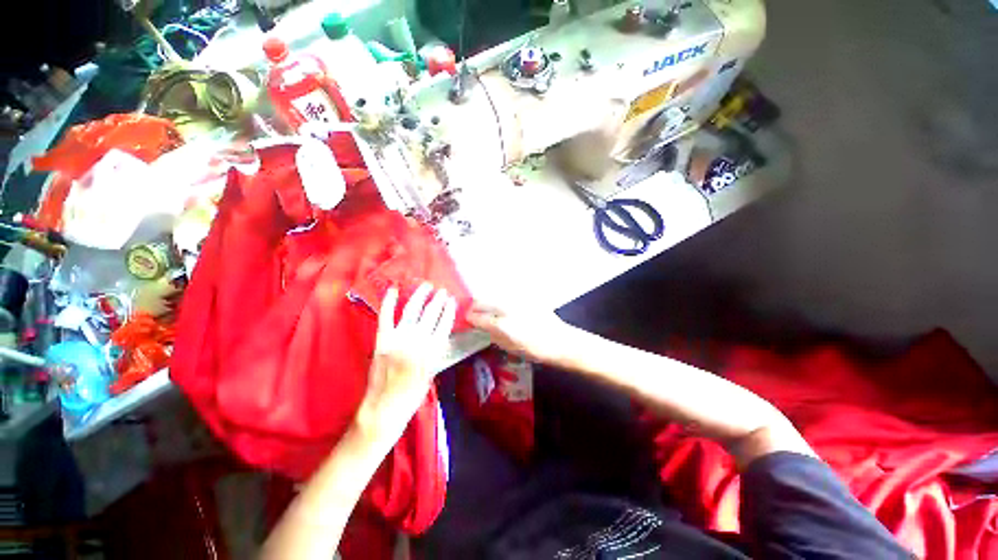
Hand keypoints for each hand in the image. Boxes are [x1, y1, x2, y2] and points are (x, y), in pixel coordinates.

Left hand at [355, 283, 456, 444]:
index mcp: (432, 351)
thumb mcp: (432, 374)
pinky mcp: (382, 340)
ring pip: (412, 311)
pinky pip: (386, 317)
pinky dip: (389, 302)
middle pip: (431, 314)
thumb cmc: (412, 396)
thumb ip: (436, 352)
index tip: (452, 300)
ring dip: (420, 296)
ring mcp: (398, 339)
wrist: (384, 409)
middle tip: (442, 291)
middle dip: (438, 300)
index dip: (449, 310)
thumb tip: (439, 335)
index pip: (444, 324)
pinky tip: (393, 290)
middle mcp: (417, 341)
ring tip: (426, 286)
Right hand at [466, 301, 574, 362]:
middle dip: (474, 306)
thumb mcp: (510, 348)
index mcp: (501, 325)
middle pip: (481, 300)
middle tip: (474, 312)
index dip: (469, 318)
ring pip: (493, 294)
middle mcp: (506, 308)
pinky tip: (503, 304)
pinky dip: (500, 298)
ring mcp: (516, 299)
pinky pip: (506, 293)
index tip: (467, 319)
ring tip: (486, 307)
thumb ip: (493, 335)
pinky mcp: (525, 295)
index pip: (476, 317)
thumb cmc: (535, 350)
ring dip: (486, 300)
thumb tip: (481, 326)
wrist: (559, 340)